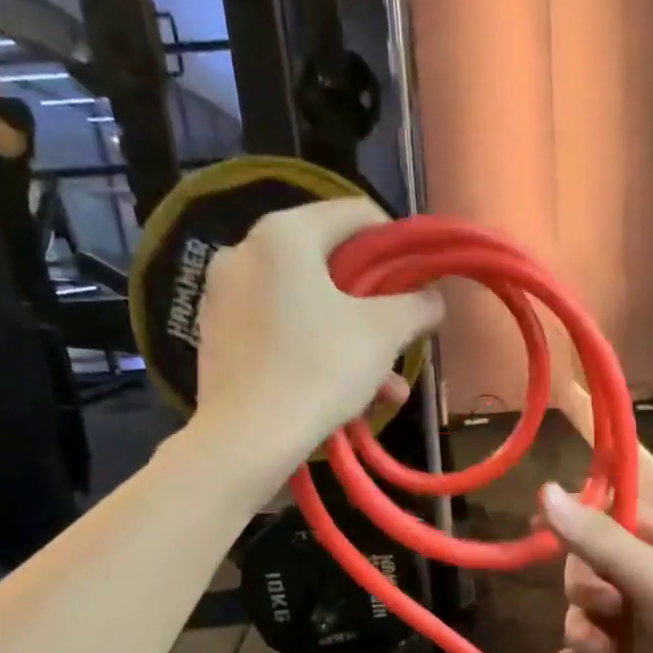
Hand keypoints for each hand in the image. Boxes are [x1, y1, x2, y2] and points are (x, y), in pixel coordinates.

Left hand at [195, 199, 443, 462]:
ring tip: (385, 389)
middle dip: (374, 309)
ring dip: (351, 342)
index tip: (416, 282)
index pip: (355, 214)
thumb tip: (435, 298)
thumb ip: (416, 306)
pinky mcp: (217, 339)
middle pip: (329, 267)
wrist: (247, 438)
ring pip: (306, 308)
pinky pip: (279, 333)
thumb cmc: (319, 369)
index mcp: (284, 234)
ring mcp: (224, 297)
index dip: (396, 244)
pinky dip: (314, 355)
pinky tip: (344, 397)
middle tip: (401, 343)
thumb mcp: (383, 334)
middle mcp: (246, 252)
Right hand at [536, 483, 652, 652]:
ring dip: (582, 635)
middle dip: (582, 595)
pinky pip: (593, 651)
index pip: (599, 517)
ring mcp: (640, 617)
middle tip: (609, 612)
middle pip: (583, 571)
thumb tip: (545, 489)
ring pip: (584, 614)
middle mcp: (644, 573)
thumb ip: (598, 540)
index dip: (569, 522)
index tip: (534, 530)